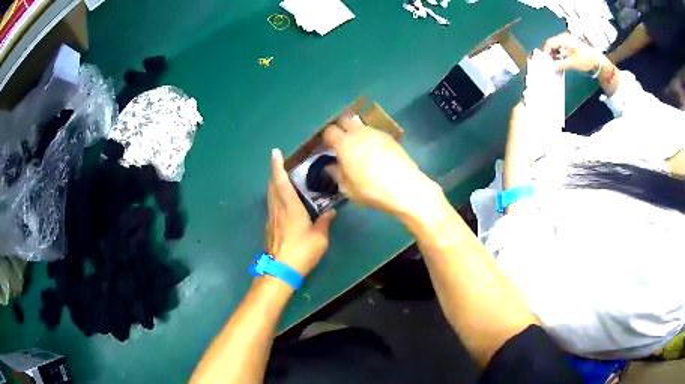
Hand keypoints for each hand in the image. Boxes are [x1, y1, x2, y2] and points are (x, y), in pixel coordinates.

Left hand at [266, 149, 335, 275]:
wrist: (280, 270)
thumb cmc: (301, 251)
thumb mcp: (320, 238)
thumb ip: (324, 223)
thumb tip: (331, 212)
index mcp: (289, 207)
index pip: (281, 181)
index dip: (277, 166)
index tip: (274, 153)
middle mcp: (277, 209)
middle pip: (272, 186)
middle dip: (274, 172)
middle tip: (278, 163)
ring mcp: (271, 218)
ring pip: (270, 196)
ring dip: (273, 184)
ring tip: (279, 178)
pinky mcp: (269, 228)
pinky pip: (271, 205)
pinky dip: (274, 197)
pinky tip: (280, 201)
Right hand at [322, 115, 439, 217]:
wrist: (405, 187)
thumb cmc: (372, 190)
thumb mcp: (348, 188)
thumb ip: (336, 174)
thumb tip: (331, 166)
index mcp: (345, 143)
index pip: (329, 131)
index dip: (326, 138)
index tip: (327, 148)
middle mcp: (359, 133)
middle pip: (345, 120)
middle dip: (340, 129)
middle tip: (341, 144)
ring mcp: (376, 133)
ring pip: (361, 126)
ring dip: (356, 133)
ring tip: (358, 148)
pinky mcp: (390, 137)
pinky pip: (374, 133)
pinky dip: (369, 138)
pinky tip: (374, 153)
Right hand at [542, 32, 603, 72]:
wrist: (598, 62)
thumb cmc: (585, 60)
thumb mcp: (572, 63)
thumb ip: (560, 65)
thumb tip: (551, 67)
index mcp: (563, 39)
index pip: (550, 43)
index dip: (546, 52)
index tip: (545, 61)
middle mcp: (564, 38)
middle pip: (552, 44)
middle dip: (550, 54)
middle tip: (549, 64)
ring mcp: (568, 42)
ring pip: (557, 48)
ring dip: (555, 56)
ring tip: (554, 65)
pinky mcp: (572, 47)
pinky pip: (562, 50)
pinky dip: (559, 56)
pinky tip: (560, 63)